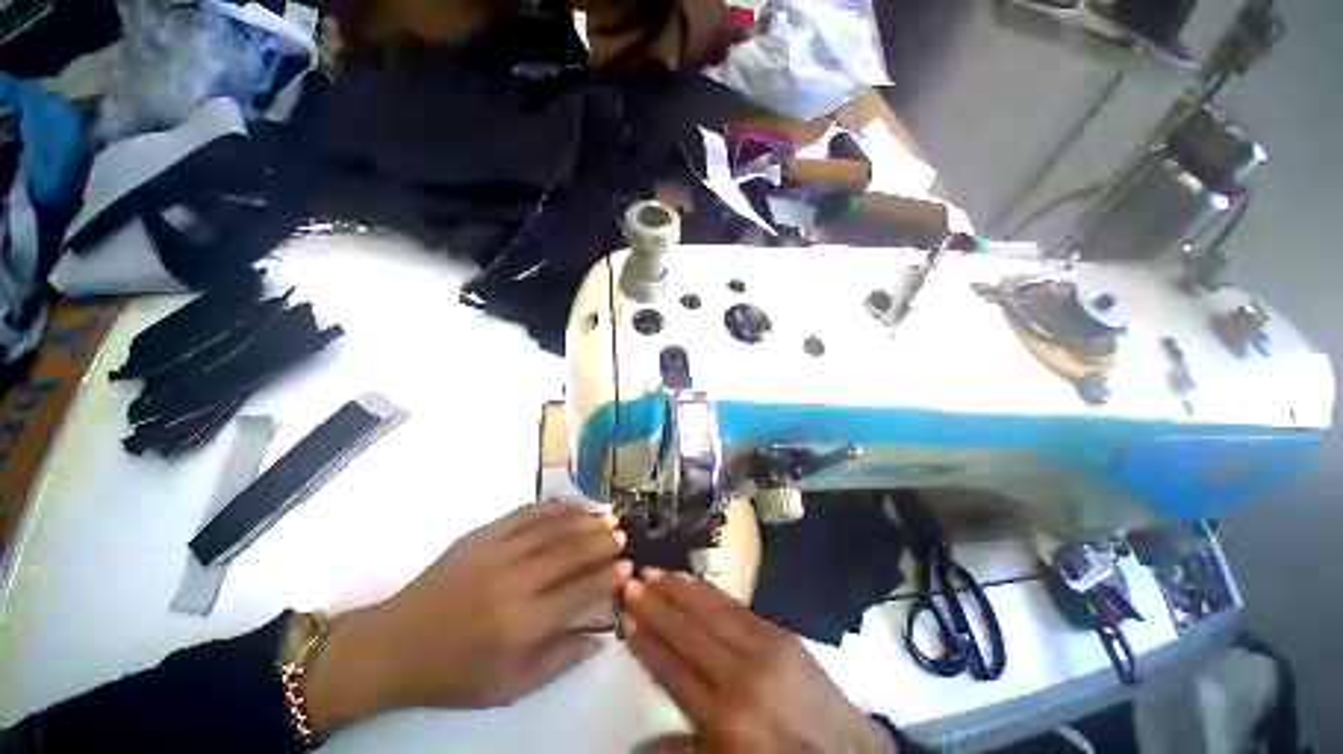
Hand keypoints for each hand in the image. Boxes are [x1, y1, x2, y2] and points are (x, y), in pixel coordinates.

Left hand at [305, 501, 631, 732]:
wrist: (394, 645)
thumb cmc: (455, 673)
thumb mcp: (509, 687)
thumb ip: (559, 662)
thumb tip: (600, 637)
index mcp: (521, 624)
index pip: (579, 591)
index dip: (607, 577)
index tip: (627, 566)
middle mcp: (513, 581)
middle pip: (570, 551)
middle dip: (602, 541)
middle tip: (622, 534)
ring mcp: (496, 552)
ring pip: (552, 526)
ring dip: (583, 518)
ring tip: (605, 515)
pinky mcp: (481, 534)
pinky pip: (525, 513)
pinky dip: (553, 507)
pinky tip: (571, 505)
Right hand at [623, 570, 892, 753]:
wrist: (844, 752)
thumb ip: (682, 749)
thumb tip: (633, 744)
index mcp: (723, 719)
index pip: (671, 669)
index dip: (646, 641)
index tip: (625, 616)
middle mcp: (738, 676)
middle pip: (686, 632)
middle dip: (655, 605)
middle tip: (631, 581)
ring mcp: (761, 648)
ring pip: (709, 610)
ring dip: (678, 589)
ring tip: (654, 571)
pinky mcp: (777, 632)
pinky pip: (734, 605)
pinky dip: (708, 591)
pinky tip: (691, 579)